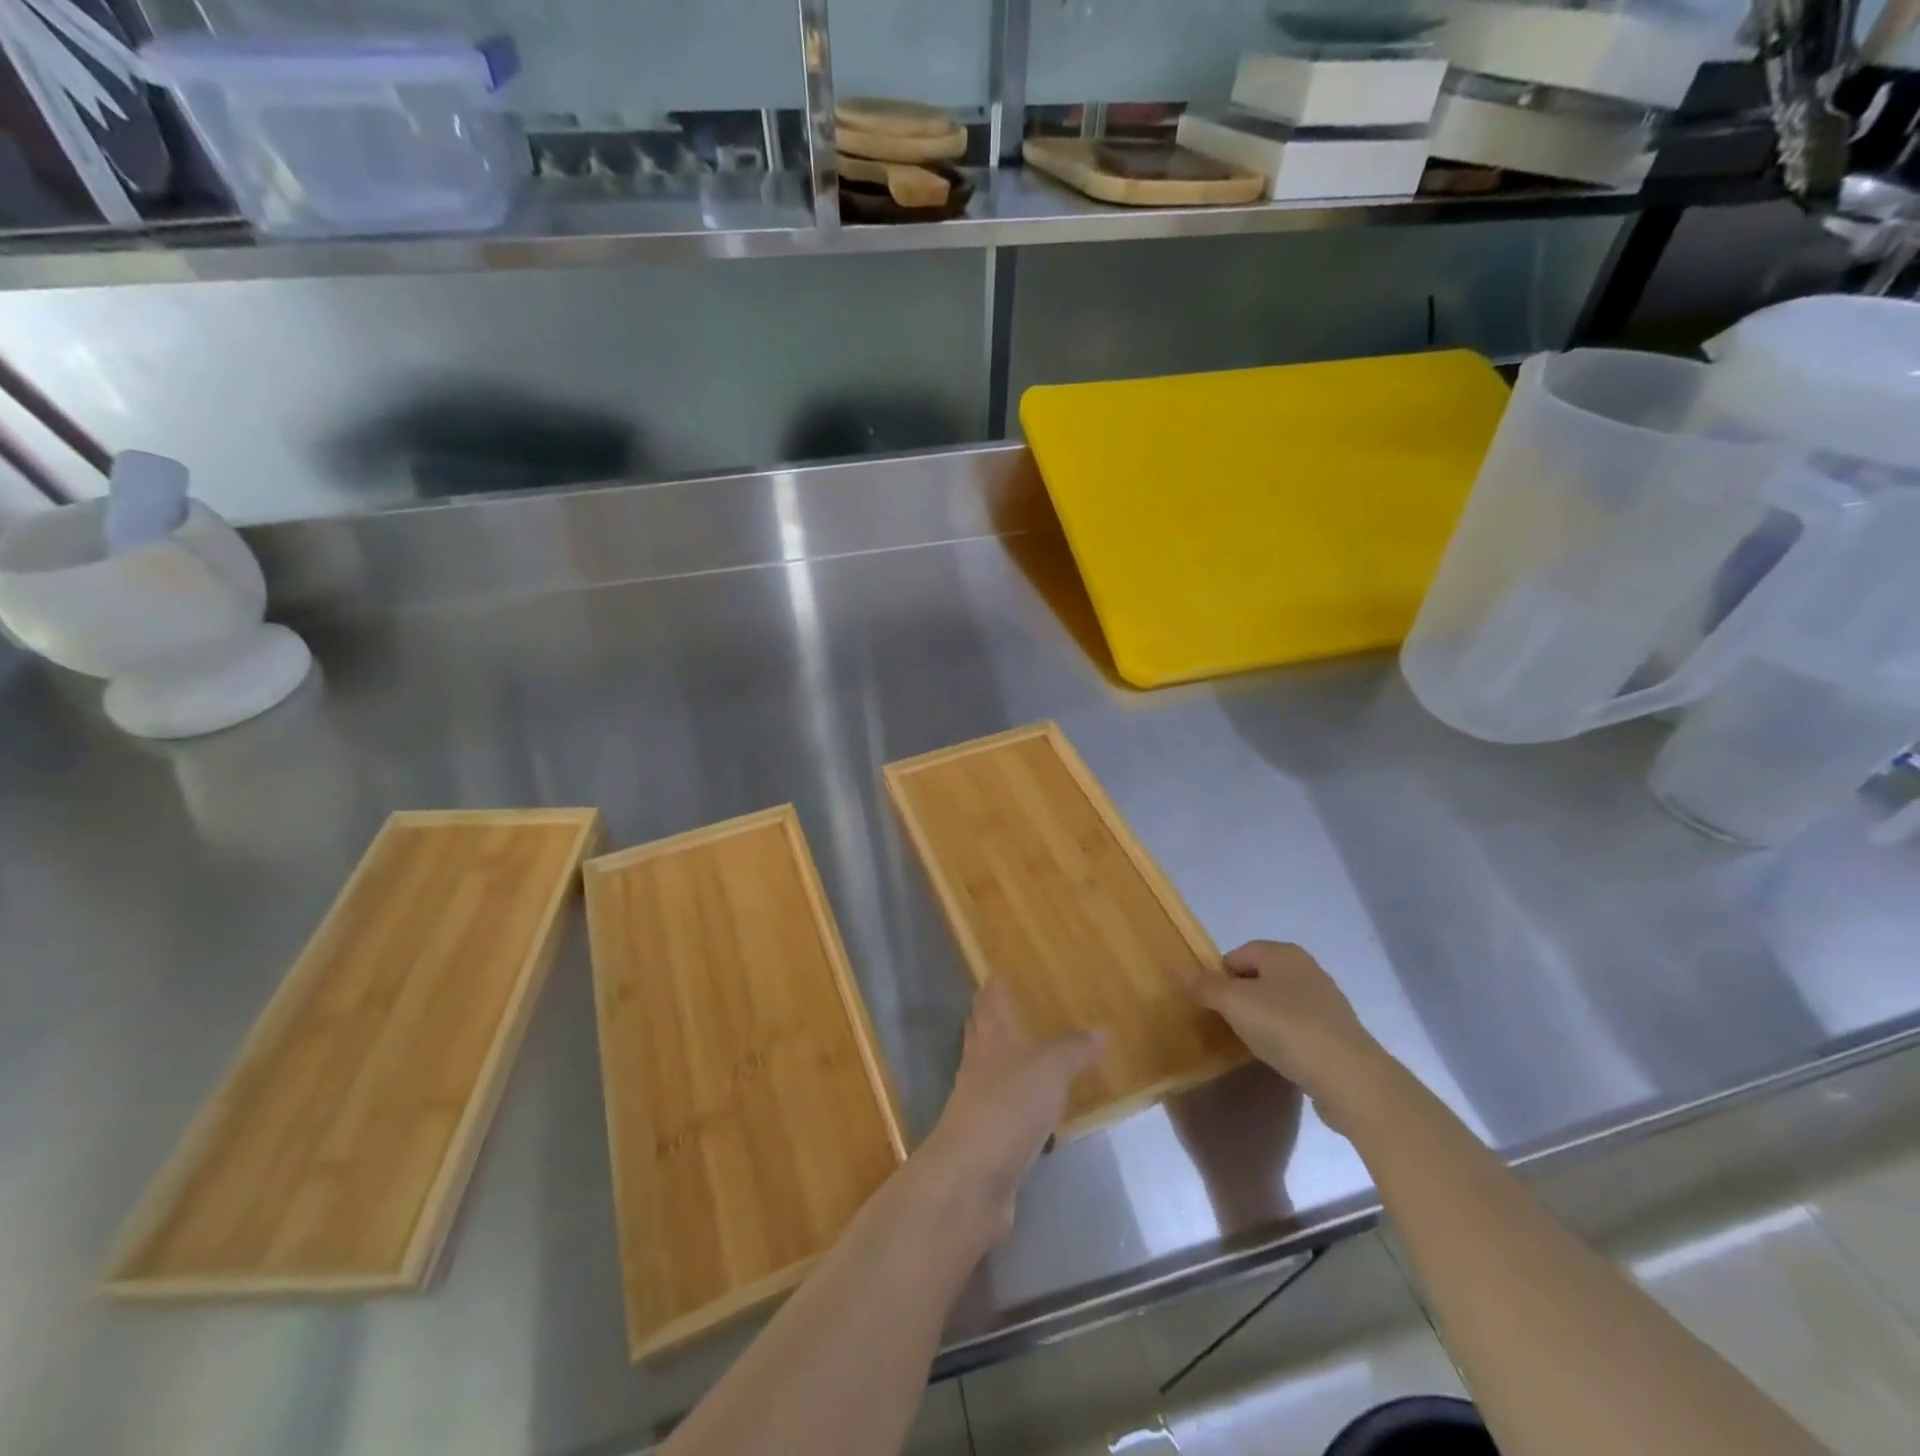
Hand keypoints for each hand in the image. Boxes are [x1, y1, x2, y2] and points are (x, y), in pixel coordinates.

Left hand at [914, 978, 1103, 1242]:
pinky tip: (1037, 1113)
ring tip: (1029, 1056)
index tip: (997, 974)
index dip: (994, 988)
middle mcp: (978, 1066)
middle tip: (1005, 1007)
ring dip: (1006, 1063)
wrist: (973, 1177)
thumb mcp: (1051, 1068)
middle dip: (991, 1019)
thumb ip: (1075, 1048)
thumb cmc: (1009, 1105)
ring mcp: (978, 1105)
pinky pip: (1006, 1114)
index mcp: (990, 1039)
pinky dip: (1020, 1107)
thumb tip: (1101, 1029)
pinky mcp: (986, 1141)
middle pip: (981, 1034)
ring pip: (992, 1073)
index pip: (989, 1003)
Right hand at [1183, 941, 1383, 1124]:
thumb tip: (1180, 971)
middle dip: (1240, 999)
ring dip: (1262, 1020)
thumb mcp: (1235, 1003)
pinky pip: (1299, 1028)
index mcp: (1284, 953)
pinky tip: (1279, 1058)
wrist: (1348, 1077)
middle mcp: (1307, 969)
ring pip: (1279, 1003)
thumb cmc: (1286, 1027)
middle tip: (1226, 1024)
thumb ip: (1205, 986)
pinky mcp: (1337, 1033)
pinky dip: (1284, 1038)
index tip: (1211, 1005)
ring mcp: (1326, 1002)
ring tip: (1251, 1044)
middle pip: (1259, 978)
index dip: (1219, 977)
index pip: (1238, 954)